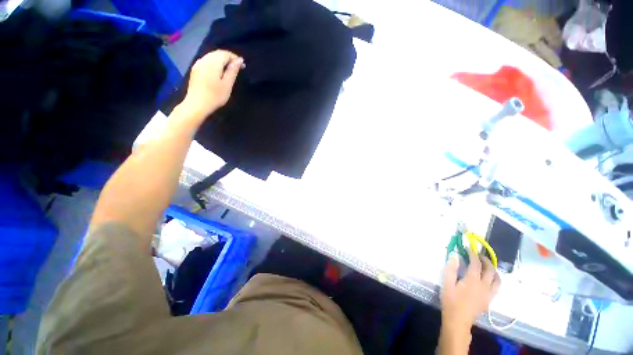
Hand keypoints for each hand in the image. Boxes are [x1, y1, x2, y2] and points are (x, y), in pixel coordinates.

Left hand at [182, 50, 243, 117]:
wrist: (197, 104)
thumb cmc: (215, 96)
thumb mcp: (227, 85)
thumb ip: (233, 71)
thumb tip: (239, 60)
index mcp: (213, 63)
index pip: (225, 54)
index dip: (235, 58)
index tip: (243, 65)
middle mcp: (204, 60)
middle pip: (218, 53)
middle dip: (228, 57)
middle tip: (238, 67)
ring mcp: (198, 64)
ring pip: (211, 56)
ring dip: (221, 59)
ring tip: (229, 68)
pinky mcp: (195, 69)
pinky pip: (206, 60)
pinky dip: (214, 62)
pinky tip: (218, 70)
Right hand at [439, 250, 500, 353]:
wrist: (458, 320)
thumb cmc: (450, 300)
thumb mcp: (446, 283)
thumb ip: (451, 269)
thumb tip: (455, 256)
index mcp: (472, 280)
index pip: (476, 263)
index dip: (472, 254)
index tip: (468, 248)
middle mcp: (484, 286)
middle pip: (490, 270)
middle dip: (485, 260)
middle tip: (478, 254)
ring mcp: (489, 293)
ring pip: (497, 279)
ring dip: (493, 269)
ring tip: (486, 265)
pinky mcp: (489, 300)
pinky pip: (497, 287)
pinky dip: (495, 279)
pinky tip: (488, 278)